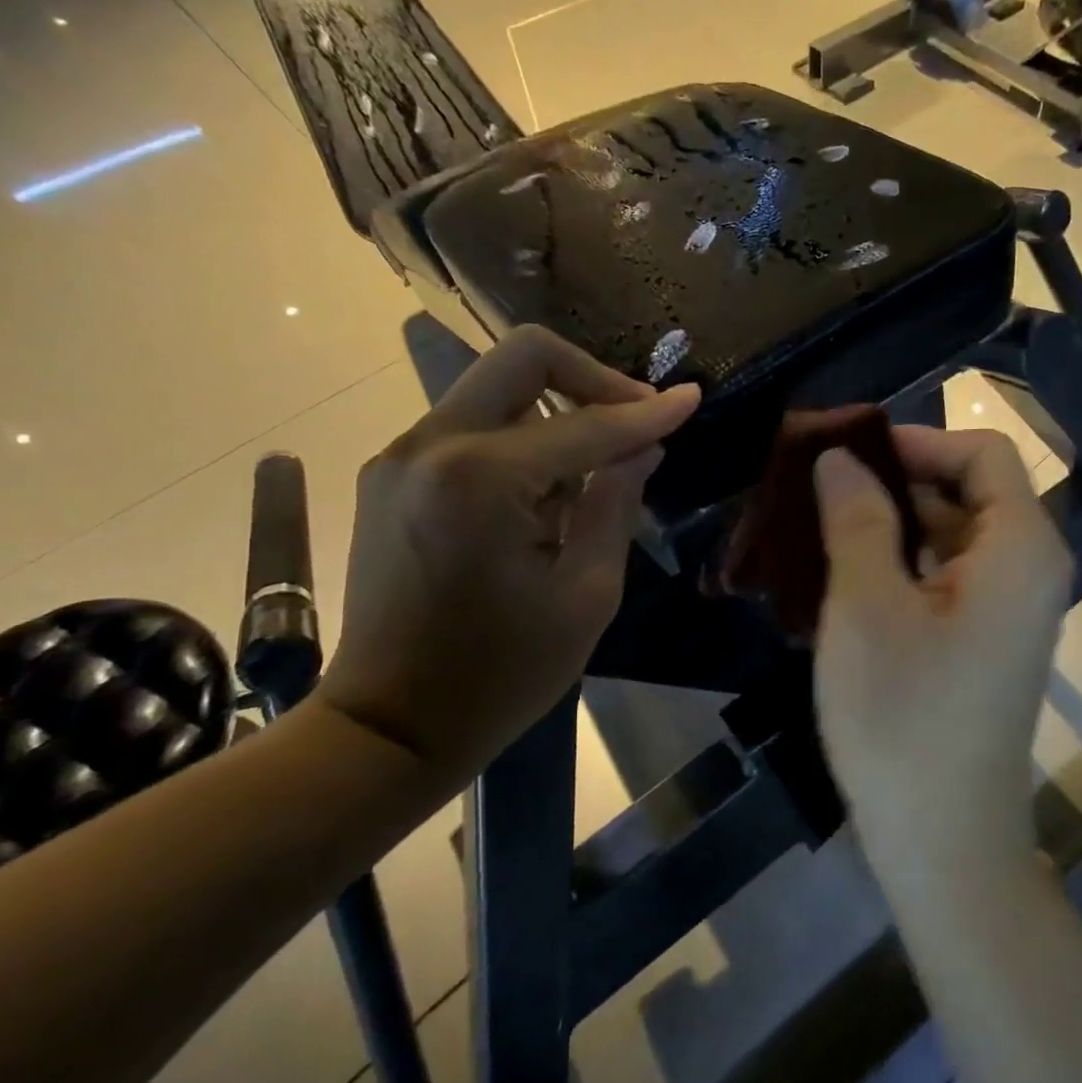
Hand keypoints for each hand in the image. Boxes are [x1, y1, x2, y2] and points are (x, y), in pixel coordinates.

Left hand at [318, 327, 699, 775]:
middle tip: (636, 418)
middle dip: (593, 378)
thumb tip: (643, 447)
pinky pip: (471, 426)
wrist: (390, 725)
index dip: (647, 412)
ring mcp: (401, 456)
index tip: (692, 399)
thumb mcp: (586, 595)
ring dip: (556, 413)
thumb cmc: (501, 674)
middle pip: (522, 357)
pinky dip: (519, 438)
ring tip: (592, 477)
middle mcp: (430, 445)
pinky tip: (543, 494)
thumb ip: (616, 504)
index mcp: (481, 478)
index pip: (586, 424)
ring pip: (496, 389)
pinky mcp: (390, 475)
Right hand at [812, 427, 1072, 874]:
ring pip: (953, 536)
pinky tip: (845, 578)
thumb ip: (858, 517)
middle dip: (895, 481)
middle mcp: (1030, 569)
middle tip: (819, 490)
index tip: (846, 455)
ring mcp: (1010, 611)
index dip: (915, 441)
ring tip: (820, 529)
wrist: (943, 842)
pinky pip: (948, 578)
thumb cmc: (904, 717)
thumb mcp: (867, 605)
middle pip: (969, 491)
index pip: (981, 452)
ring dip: (891, 525)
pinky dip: (902, 565)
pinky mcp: (986, 643)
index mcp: (1021, 546)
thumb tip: (839, 458)